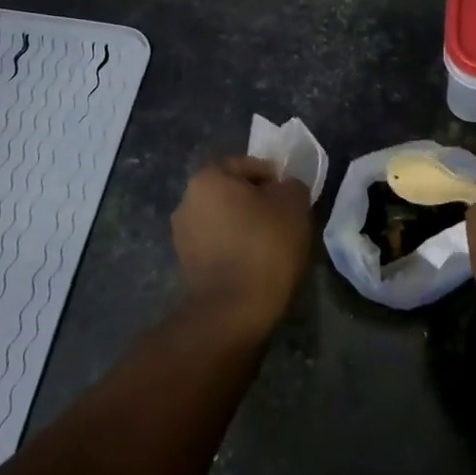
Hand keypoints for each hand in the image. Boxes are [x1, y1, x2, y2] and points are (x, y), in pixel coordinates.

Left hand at [171, 156, 312, 339]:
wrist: (233, 309)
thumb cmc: (264, 245)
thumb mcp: (293, 203)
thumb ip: (291, 185)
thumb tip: (283, 188)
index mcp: (207, 178)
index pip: (247, 165)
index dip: (274, 178)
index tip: (291, 198)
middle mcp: (186, 201)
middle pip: (232, 192)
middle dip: (257, 202)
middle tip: (284, 219)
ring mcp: (182, 235)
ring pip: (224, 219)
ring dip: (245, 226)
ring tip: (272, 244)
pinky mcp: (186, 265)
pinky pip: (218, 245)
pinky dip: (235, 248)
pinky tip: (255, 264)